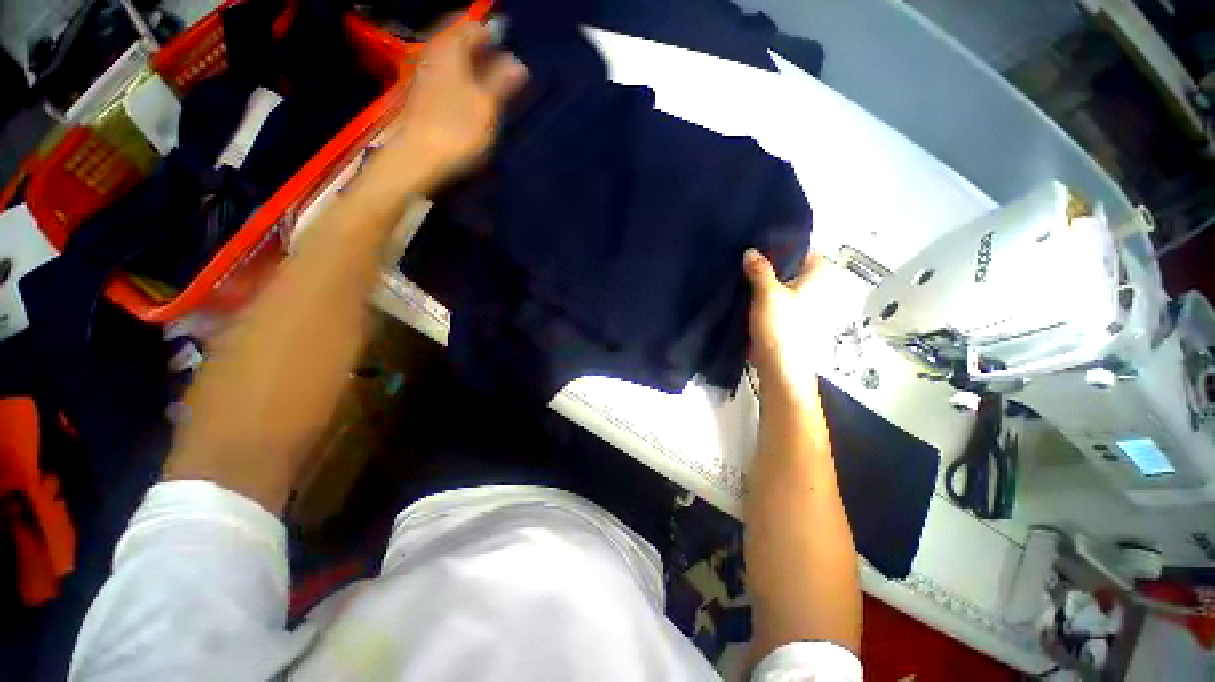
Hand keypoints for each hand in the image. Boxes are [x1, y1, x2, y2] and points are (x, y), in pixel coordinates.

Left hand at [379, 20, 527, 192]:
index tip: (510, 51)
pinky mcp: (423, 98)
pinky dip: (462, 84)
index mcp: (450, 48)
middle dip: (482, 52)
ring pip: (453, 62)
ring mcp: (425, 76)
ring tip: (492, 86)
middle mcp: (434, 55)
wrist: (419, 158)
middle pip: (460, 43)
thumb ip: (502, 81)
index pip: (473, 27)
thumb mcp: (487, 105)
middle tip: (504, 68)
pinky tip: (473, 100)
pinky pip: (447, 80)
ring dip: (472, 69)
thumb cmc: (458, 129)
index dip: (493, 35)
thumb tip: (518, 63)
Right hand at [743, 249, 835, 400]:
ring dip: (761, 279)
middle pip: (788, 267)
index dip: (780, 245)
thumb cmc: (781, 327)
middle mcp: (813, 287)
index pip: (801, 249)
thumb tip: (750, 251)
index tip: (756, 241)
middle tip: (742, 254)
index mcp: (818, 276)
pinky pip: (772, 298)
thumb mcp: (768, 294)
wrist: (780, 367)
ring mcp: (799, 303)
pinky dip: (760, 294)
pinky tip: (742, 290)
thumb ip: (759, 270)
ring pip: (778, 283)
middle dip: (767, 262)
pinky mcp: (786, 317)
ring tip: (739, 269)